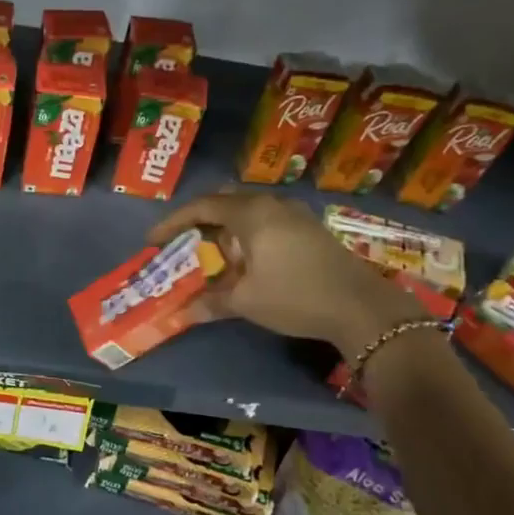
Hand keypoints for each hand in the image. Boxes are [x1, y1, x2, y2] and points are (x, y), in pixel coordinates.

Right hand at [147, 190, 431, 353]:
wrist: (361, 307)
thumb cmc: (295, 296)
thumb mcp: (246, 301)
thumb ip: (211, 302)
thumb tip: (183, 313)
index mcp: (252, 214)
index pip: (203, 207)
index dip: (174, 222)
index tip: (153, 240)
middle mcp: (273, 205)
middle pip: (227, 201)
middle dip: (201, 219)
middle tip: (185, 242)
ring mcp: (296, 215)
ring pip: (250, 211)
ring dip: (227, 229)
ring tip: (214, 256)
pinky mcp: (310, 229)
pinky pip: (268, 222)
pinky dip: (249, 235)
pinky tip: (248, 262)